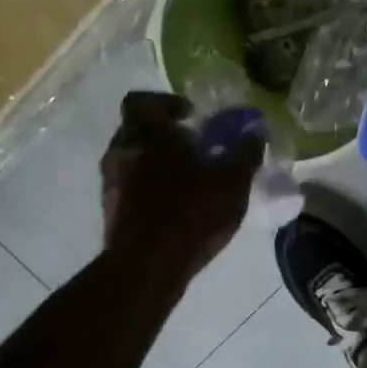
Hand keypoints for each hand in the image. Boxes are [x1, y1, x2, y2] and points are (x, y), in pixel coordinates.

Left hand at [101, 92, 262, 277]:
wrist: (147, 266)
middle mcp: (122, 151)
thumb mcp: (232, 183)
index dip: (165, 103)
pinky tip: (174, 205)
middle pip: (137, 129)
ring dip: (155, 162)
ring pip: (131, 159)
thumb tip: (256, 134)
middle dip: (163, 134)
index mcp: (148, 134)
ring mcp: (111, 182)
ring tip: (186, 179)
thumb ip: (245, 154)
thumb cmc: (191, 213)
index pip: (141, 101)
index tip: (189, 115)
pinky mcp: (110, 211)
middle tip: (193, 147)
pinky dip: (147, 187)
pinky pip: (129, 186)